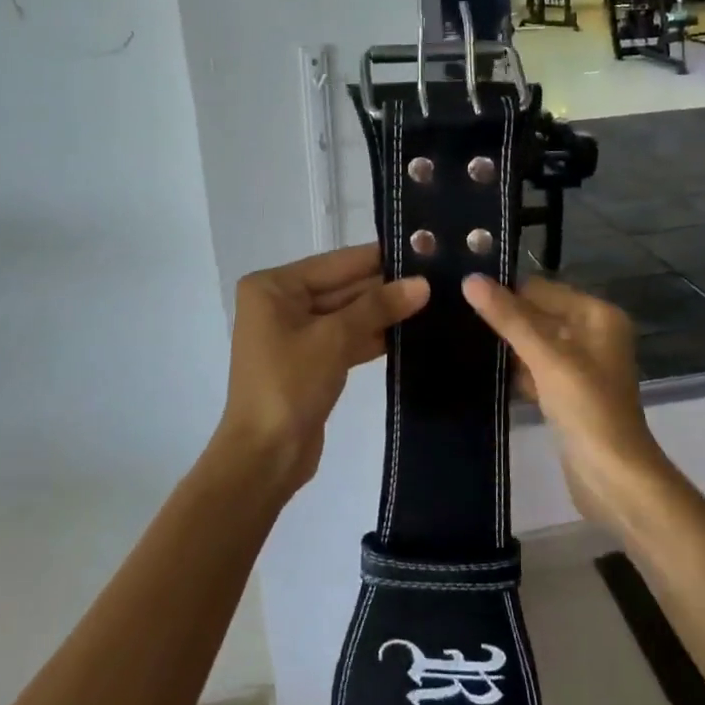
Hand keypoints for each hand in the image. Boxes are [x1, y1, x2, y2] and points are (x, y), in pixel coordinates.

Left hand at [213, 244, 429, 495]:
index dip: (381, 257)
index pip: (338, 262)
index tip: (424, 247)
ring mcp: (295, 334)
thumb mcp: (334, 339)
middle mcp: (281, 303)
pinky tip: (414, 332)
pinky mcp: (311, 361)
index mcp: (274, 287)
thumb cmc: (290, 385)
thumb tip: (423, 283)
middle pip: (343, 287)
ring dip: (385, 312)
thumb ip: (378, 306)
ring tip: (436, 301)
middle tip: (439, 277)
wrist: (265, 457)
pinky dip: (374, 336)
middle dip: (387, 286)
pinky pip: (347, 338)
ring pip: (349, 314)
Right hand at [462, 275, 671, 530]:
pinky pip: (535, 370)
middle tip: (452, 313)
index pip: (541, 289)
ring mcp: (581, 367)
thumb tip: (470, 280)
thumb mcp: (547, 358)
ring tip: (457, 337)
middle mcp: (593, 334)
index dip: (505, 290)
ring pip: (534, 344)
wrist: (614, 478)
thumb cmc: (587, 408)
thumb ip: (509, 319)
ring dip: (505, 345)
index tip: (460, 290)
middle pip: (538, 315)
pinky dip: (514, 371)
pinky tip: (479, 370)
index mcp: (597, 316)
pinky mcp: (568, 394)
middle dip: (503, 318)